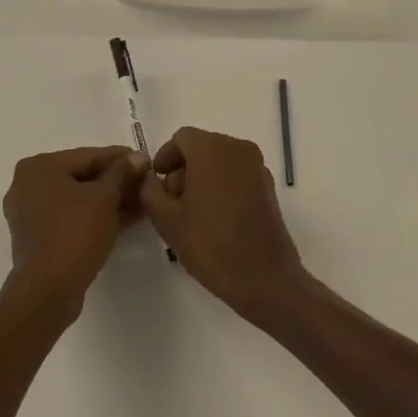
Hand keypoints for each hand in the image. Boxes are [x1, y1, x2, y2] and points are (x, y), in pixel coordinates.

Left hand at [2, 146, 147, 314]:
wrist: (48, 290)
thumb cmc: (75, 232)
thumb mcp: (105, 198)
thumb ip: (122, 173)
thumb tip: (138, 157)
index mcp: (39, 167)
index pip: (88, 156)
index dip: (121, 158)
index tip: (146, 160)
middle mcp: (29, 185)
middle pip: (82, 177)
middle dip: (117, 182)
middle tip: (146, 183)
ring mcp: (31, 213)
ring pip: (78, 199)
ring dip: (110, 200)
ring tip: (143, 202)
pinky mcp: (38, 238)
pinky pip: (72, 218)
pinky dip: (96, 216)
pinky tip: (126, 218)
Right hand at [138, 127, 307, 320]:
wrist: (264, 278)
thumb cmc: (210, 244)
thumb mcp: (165, 218)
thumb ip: (149, 189)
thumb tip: (150, 177)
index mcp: (212, 148)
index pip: (181, 138)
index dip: (165, 157)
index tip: (157, 183)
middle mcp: (237, 148)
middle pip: (201, 147)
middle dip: (183, 169)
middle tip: (172, 202)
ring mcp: (257, 166)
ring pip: (220, 160)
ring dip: (202, 177)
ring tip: (193, 213)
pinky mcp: (268, 185)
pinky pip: (237, 173)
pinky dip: (222, 185)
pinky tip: (216, 217)